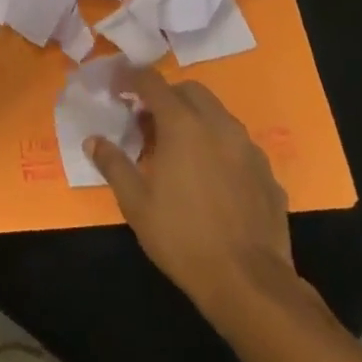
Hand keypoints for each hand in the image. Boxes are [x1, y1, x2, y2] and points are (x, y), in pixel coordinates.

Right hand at [86, 75, 301, 325]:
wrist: (249, 283)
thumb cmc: (182, 237)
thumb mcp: (135, 202)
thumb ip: (113, 164)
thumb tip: (93, 141)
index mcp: (182, 125)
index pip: (153, 82)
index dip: (131, 79)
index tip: (117, 88)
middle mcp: (219, 126)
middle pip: (190, 91)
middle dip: (166, 96)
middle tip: (146, 121)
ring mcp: (249, 149)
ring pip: (218, 115)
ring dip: (194, 119)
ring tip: (177, 149)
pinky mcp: (268, 174)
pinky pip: (237, 145)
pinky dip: (218, 145)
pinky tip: (209, 177)